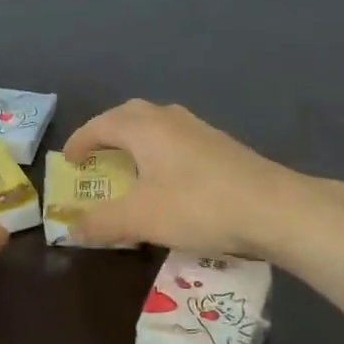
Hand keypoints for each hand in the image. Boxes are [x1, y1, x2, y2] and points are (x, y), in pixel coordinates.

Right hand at [63, 100, 297, 256]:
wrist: (276, 209)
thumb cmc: (198, 206)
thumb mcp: (140, 219)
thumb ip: (101, 223)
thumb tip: (72, 229)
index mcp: (143, 127)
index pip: (100, 125)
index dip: (79, 141)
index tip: (68, 161)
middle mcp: (169, 119)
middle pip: (129, 115)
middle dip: (107, 132)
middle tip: (96, 156)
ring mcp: (200, 130)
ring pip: (157, 125)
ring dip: (136, 140)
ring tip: (129, 166)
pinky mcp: (222, 147)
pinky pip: (177, 140)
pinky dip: (160, 152)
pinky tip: (168, 179)